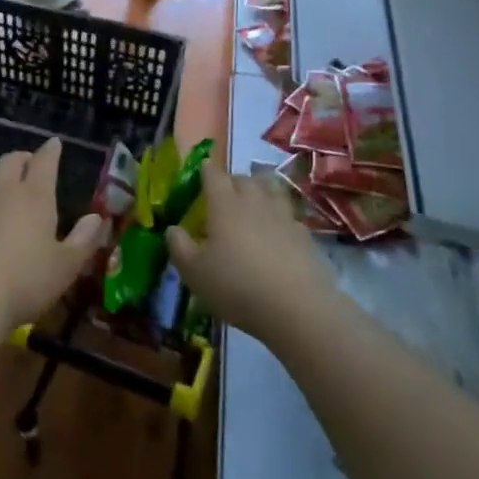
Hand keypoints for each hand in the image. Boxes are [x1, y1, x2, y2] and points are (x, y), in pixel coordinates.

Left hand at [0, 138, 107, 334]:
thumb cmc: (25, 283)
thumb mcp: (66, 267)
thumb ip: (83, 240)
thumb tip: (97, 218)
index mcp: (35, 197)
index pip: (44, 162)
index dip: (50, 151)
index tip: (55, 144)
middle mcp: (3, 192)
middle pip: (10, 161)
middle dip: (22, 158)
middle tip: (29, 164)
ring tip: (2, 185)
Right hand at [167, 164, 332, 340]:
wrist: (297, 308)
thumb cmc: (237, 287)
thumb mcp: (194, 273)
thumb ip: (179, 247)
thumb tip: (172, 228)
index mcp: (224, 205)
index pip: (214, 174)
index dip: (206, 170)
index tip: (202, 170)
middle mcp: (255, 202)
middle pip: (244, 178)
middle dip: (232, 181)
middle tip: (224, 194)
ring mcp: (284, 216)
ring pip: (272, 190)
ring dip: (261, 190)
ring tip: (254, 203)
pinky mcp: (305, 235)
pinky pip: (289, 216)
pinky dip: (281, 217)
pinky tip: (278, 232)